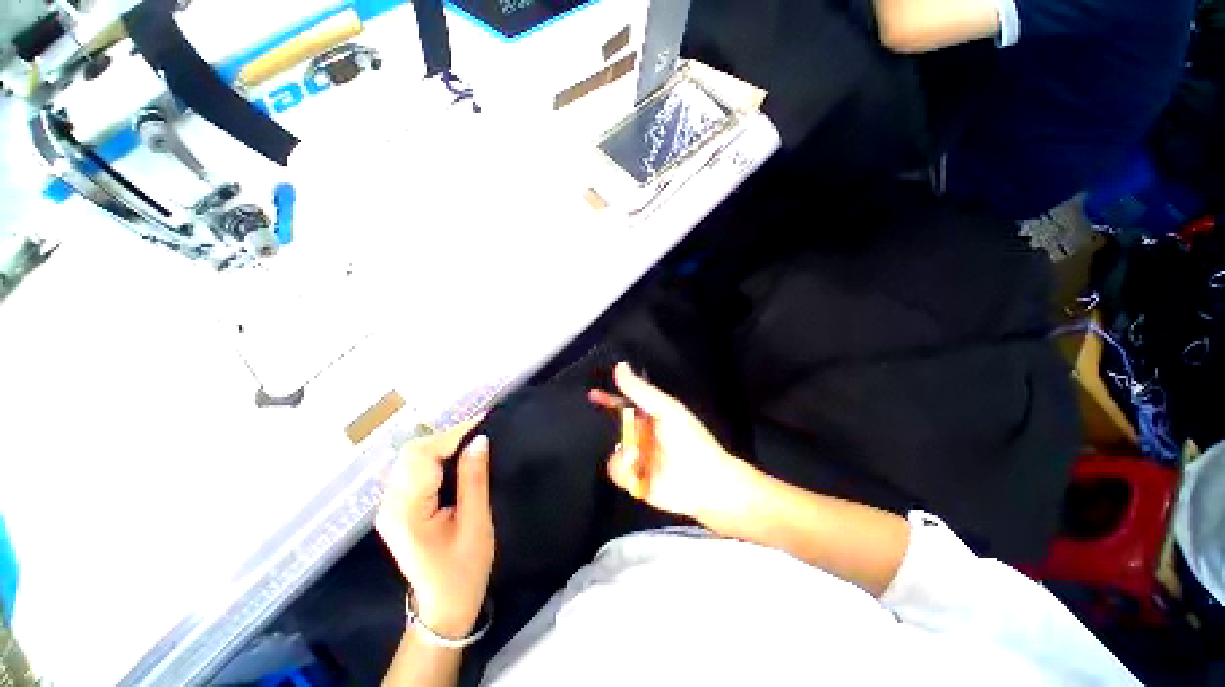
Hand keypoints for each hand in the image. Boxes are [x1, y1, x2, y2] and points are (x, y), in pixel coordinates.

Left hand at [376, 419, 494, 638]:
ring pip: (409, 459)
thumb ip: (474, 479)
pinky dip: (433, 456)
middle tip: (478, 430)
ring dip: (439, 444)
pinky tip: (453, 455)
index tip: (482, 419)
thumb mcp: (476, 523)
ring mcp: (390, 507)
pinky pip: (412, 471)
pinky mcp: (397, 508)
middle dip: (445, 436)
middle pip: (411, 454)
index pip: (423, 457)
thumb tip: (480, 440)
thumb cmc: (464, 570)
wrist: (444, 606)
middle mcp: (390, 506)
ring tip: (469, 438)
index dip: (453, 434)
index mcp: (406, 512)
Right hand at [590, 364, 761, 532]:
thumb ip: (640, 390)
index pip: (624, 403)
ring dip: (627, 451)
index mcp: (650, 415)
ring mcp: (637, 458)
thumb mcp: (666, 409)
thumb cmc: (689, 440)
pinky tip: (642, 471)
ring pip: (615, 448)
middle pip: (615, 426)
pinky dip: (627, 470)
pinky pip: (616, 469)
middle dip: (612, 429)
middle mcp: (641, 434)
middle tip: (629, 435)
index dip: (608, 398)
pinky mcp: (634, 480)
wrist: (705, 483)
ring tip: (645, 456)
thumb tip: (619, 366)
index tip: (591, 394)